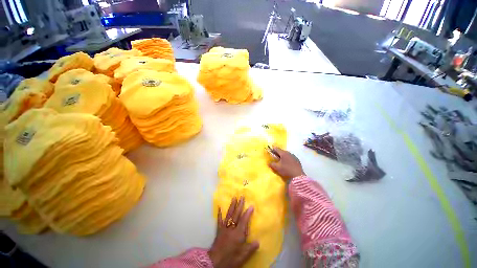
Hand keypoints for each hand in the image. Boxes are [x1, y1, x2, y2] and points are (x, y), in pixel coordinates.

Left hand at [208, 196, 258, 267]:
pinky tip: (219, 207)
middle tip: (242, 196)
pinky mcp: (219, 230)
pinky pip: (219, 220)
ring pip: (229, 215)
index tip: (251, 205)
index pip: (244, 220)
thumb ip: (250, 248)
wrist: (214, 262)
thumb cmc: (230, 259)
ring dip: (232, 206)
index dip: (248, 213)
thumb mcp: (243, 256)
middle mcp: (231, 228)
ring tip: (234, 197)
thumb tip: (258, 241)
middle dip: (240, 205)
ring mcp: (224, 228)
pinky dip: (219, 213)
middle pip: (236, 214)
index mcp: (238, 234)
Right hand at [268, 147, 305, 180]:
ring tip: (281, 161)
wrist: (298, 176)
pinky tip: (287, 164)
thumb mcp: (277, 167)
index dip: (273, 149)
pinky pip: (290, 158)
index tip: (270, 149)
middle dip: (278, 153)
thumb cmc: (286, 170)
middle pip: (282, 151)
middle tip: (275, 156)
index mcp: (283, 153)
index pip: (277, 149)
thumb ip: (272, 164)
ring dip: (283, 156)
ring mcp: (294, 157)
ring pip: (286, 155)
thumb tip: (269, 162)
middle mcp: (289, 153)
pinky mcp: (297, 161)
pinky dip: (287, 159)